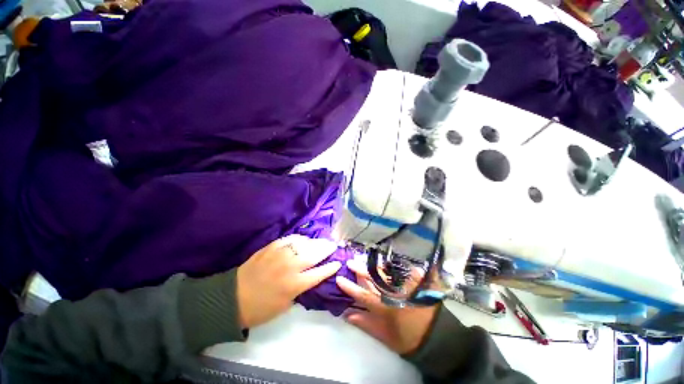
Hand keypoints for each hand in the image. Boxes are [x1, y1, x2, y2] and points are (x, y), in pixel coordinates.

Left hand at [237, 234, 340, 328]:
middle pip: (315, 254)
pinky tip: (303, 240)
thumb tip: (311, 277)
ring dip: (315, 242)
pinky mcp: (272, 247)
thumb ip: (301, 289)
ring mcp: (281, 254)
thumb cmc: (261, 308)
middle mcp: (291, 267)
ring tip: (321, 242)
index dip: (331, 267)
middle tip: (333, 245)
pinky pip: (290, 239)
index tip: (338, 262)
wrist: (233, 298)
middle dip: (327, 249)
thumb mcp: (286, 305)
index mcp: (295, 285)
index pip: (319, 273)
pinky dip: (300, 239)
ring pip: (304, 244)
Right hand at [336, 258, 438, 354]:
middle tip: (350, 262)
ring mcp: (405, 286)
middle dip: (360, 270)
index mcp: (385, 307)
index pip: (362, 294)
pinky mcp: (416, 282)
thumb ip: (365, 324)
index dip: (349, 287)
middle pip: (373, 279)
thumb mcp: (384, 336)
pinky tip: (387, 259)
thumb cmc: (408, 339)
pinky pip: (403, 270)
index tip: (339, 278)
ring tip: (364, 259)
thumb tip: (347, 314)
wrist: (435, 337)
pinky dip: (394, 264)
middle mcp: (393, 294)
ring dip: (374, 265)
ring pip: (386, 272)